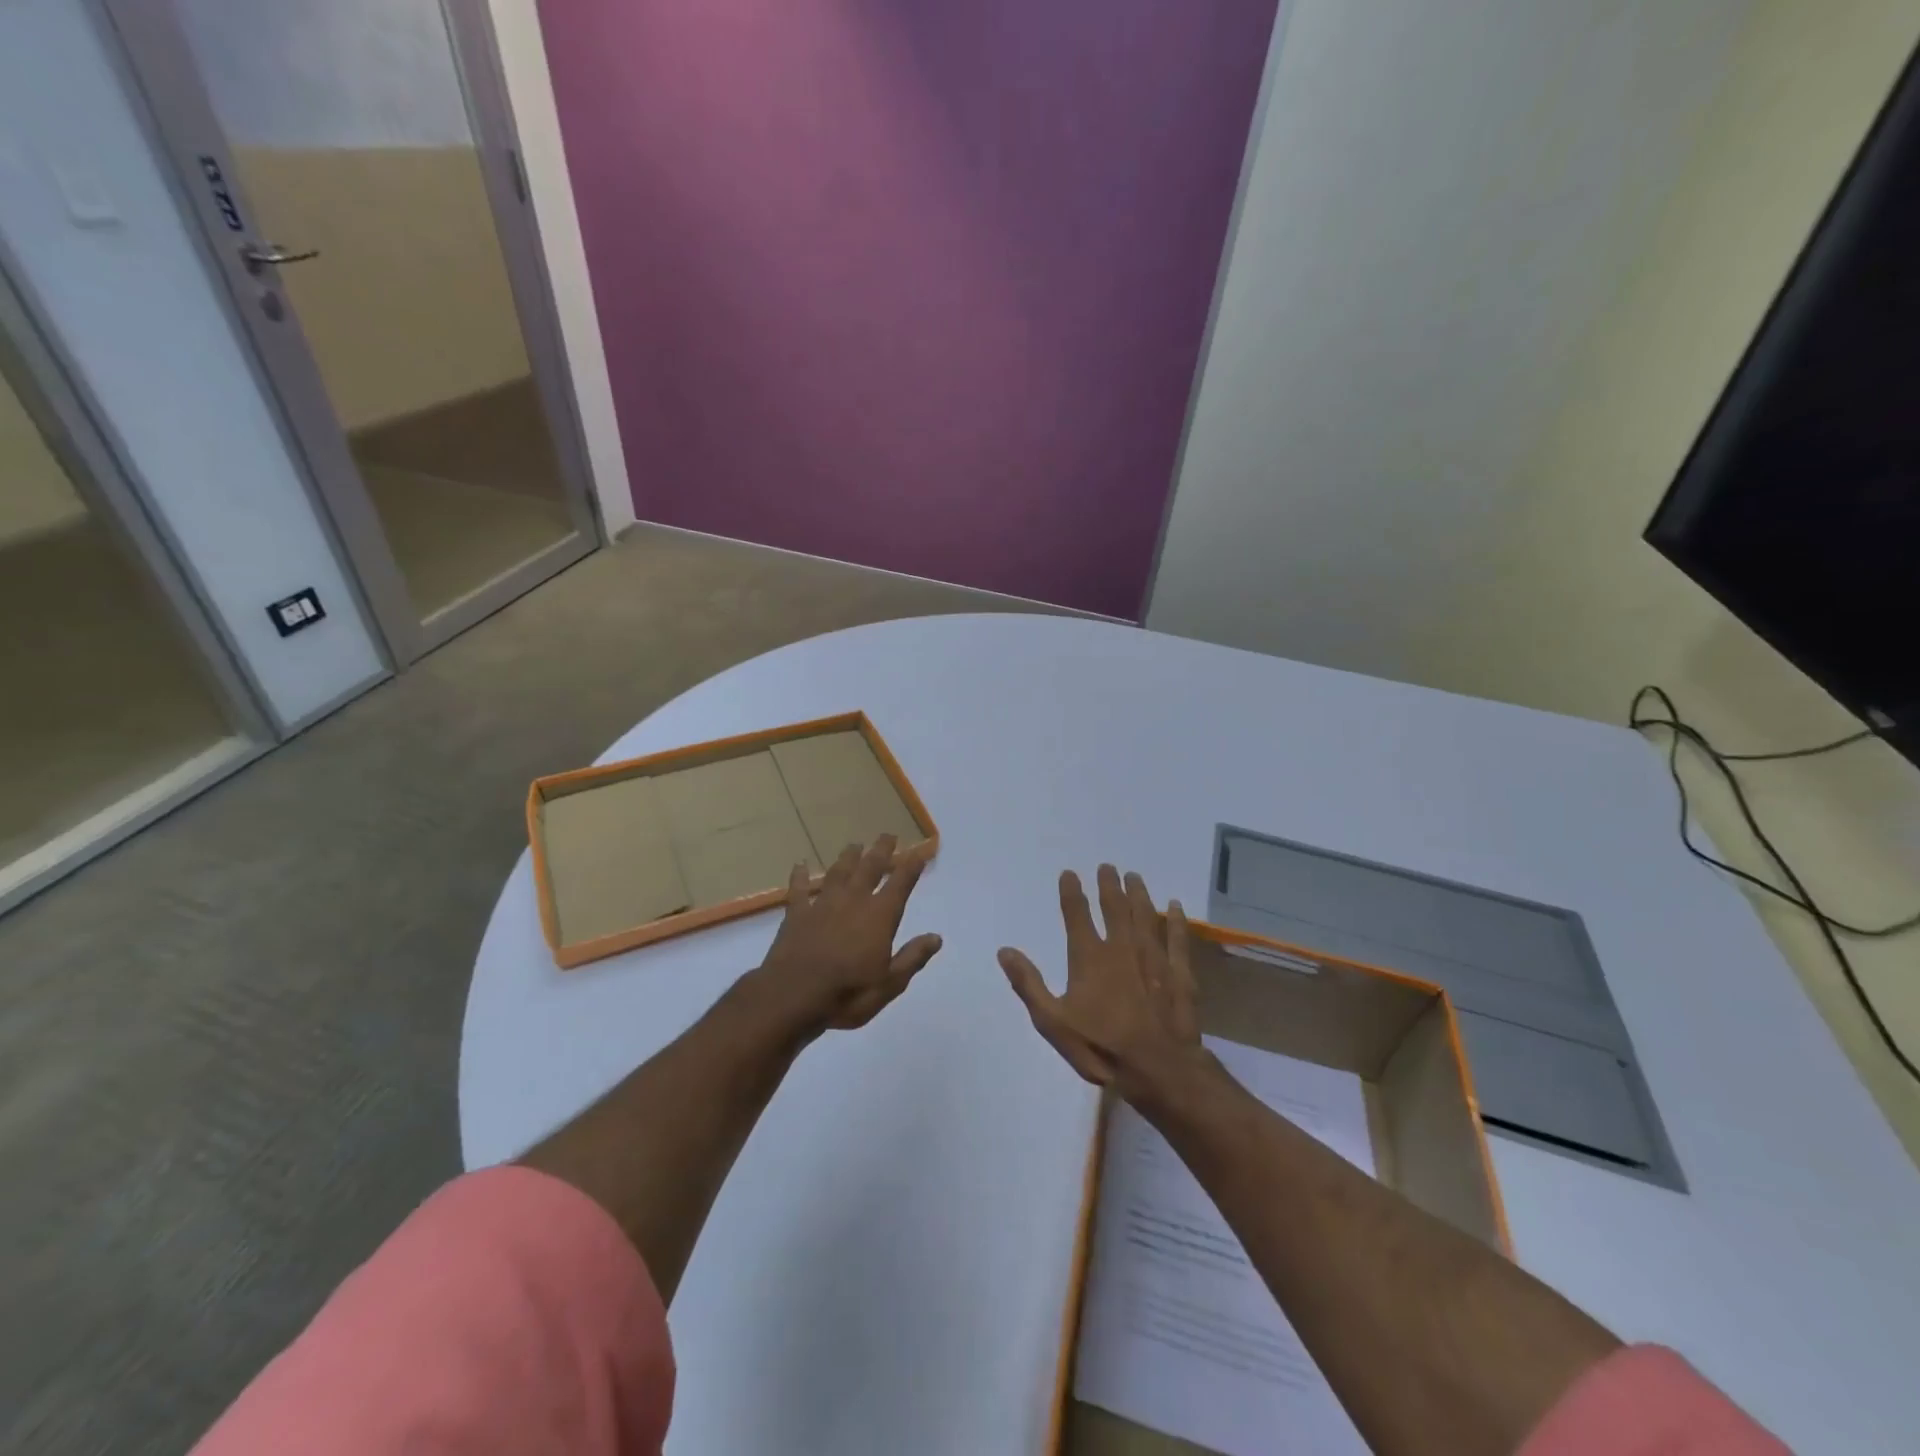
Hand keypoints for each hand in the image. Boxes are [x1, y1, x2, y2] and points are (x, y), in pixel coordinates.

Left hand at [759, 835, 942, 1031]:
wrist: (793, 996)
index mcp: (879, 916)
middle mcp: (853, 901)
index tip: (921, 850)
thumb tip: (936, 937)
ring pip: (838, 873)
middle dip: (881, 851)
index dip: (912, 865)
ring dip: (848, 858)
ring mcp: (823, 905)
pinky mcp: (796, 914)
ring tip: (855, 845)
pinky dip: (800, 876)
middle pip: (870, 868)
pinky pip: (799, 890)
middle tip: (888, 835)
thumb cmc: (848, 993)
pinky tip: (800, 865)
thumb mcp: (890, 983)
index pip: (901, 884)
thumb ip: (912, 958)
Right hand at [998, 865, 1201, 1096]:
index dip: (1072, 892)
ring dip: (1139, 894)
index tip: (1070, 873)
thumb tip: (1005, 950)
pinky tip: (1176, 906)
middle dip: (1109, 885)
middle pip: (1115, 907)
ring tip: (1135, 877)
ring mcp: (1153, 958)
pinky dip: (1176, 920)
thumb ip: (1028, 983)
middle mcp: (1122, 948)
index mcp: (1089, 957)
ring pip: (1145, 916)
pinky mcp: (1179, 974)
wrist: (1157, 1069)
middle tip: (1108, 866)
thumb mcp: (1052, 1021)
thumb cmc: (1100, 1046)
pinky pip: (1177, 939)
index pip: (1077, 915)